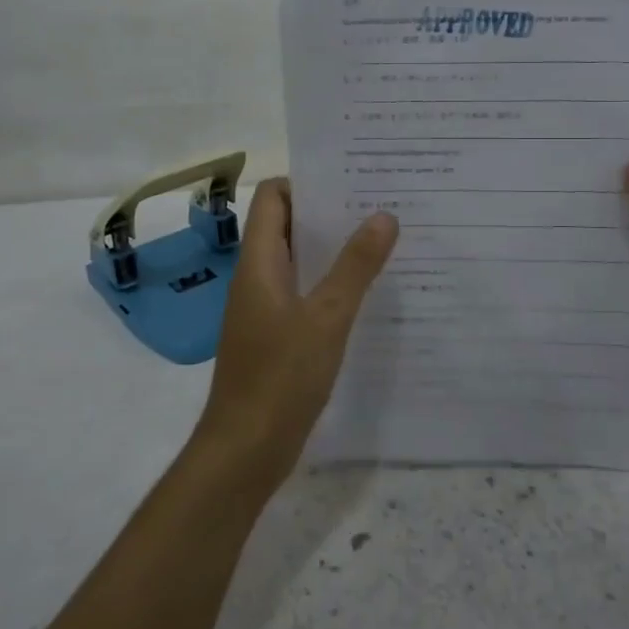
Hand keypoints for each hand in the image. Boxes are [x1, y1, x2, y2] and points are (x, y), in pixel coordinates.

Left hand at [197, 179, 397, 492]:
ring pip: (299, 261)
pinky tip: (367, 293)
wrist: (245, 450)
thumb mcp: (326, 317)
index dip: (305, 182)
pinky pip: (303, 294)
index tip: (350, 177)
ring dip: (333, 249)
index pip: (272, 198)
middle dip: (329, 213)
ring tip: (382, 241)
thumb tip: (383, 215)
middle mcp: (257, 278)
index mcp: (259, 263)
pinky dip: (330, 284)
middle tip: (379, 204)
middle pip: (287, 226)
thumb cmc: (280, 377)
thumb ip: (355, 266)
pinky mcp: (276, 336)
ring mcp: (264, 309)